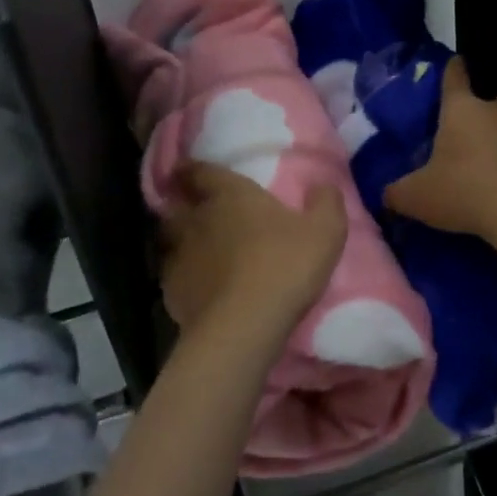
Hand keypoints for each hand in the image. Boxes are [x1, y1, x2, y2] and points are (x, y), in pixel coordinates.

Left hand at [161, 162, 346, 338]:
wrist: (245, 326)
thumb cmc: (284, 266)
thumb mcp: (325, 232)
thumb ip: (327, 203)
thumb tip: (324, 185)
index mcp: (230, 195)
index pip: (201, 171)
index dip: (194, 169)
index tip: (189, 170)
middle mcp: (197, 219)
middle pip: (177, 204)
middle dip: (182, 203)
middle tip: (193, 208)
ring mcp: (179, 256)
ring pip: (169, 239)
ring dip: (178, 239)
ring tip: (194, 248)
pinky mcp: (171, 292)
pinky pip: (172, 275)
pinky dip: (181, 275)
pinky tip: (196, 285)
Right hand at [383, 58, 496, 239]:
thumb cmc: (462, 192)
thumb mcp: (416, 197)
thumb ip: (397, 193)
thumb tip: (386, 196)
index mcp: (461, 111)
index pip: (454, 78)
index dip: (453, 70)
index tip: (456, 62)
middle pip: (494, 100)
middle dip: (485, 112)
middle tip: (474, 136)